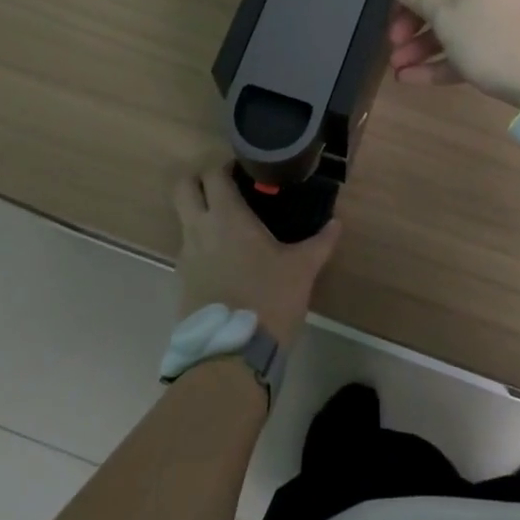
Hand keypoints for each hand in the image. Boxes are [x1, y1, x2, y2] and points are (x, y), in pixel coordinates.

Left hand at [171, 159, 337, 345]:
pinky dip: (202, 242)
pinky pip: (188, 248)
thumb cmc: (269, 299)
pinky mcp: (182, 281)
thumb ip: (320, 242)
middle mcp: (199, 229)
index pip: (212, 174)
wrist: (232, 355)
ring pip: (183, 218)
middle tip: (226, 185)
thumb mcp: (302, 269)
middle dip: (199, 179)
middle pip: (182, 187)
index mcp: (227, 217)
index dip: (224, 165)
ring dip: (200, 211)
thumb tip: (337, 223)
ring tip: (231, 223)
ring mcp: (186, 256)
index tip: (244, 168)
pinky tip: (227, 257)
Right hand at [383, 0, 519, 109]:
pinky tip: (411, 78)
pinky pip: (472, 42)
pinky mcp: (512, 41)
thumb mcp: (447, 16)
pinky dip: (445, 57)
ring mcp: (507, 9)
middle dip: (415, 13)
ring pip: (458, 18)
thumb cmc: (494, 35)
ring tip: (397, 66)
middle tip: (391, 37)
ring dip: (425, 42)